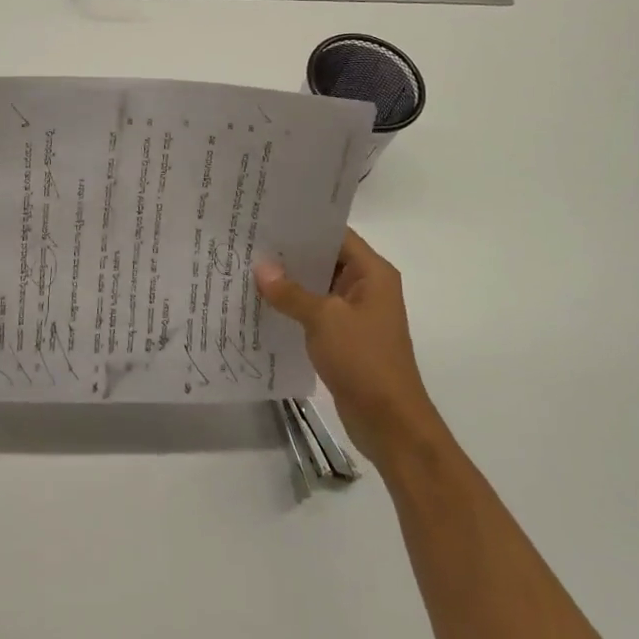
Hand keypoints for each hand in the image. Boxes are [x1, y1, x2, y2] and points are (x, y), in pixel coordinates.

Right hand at [254, 229, 435, 465]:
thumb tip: (261, 267)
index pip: (336, 234)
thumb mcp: (324, 319)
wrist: (389, 422)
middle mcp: (367, 287)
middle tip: (250, 240)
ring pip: (318, 287)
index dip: (304, 225)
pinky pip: (316, 312)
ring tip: (248, 268)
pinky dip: (293, 307)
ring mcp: (356, 314)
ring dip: (289, 282)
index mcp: (372, 273)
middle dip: (290, 253)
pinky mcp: (345, 337)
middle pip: (325, 259)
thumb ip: (291, 292)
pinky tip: (262, 304)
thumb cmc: (364, 360)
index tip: (268, 216)